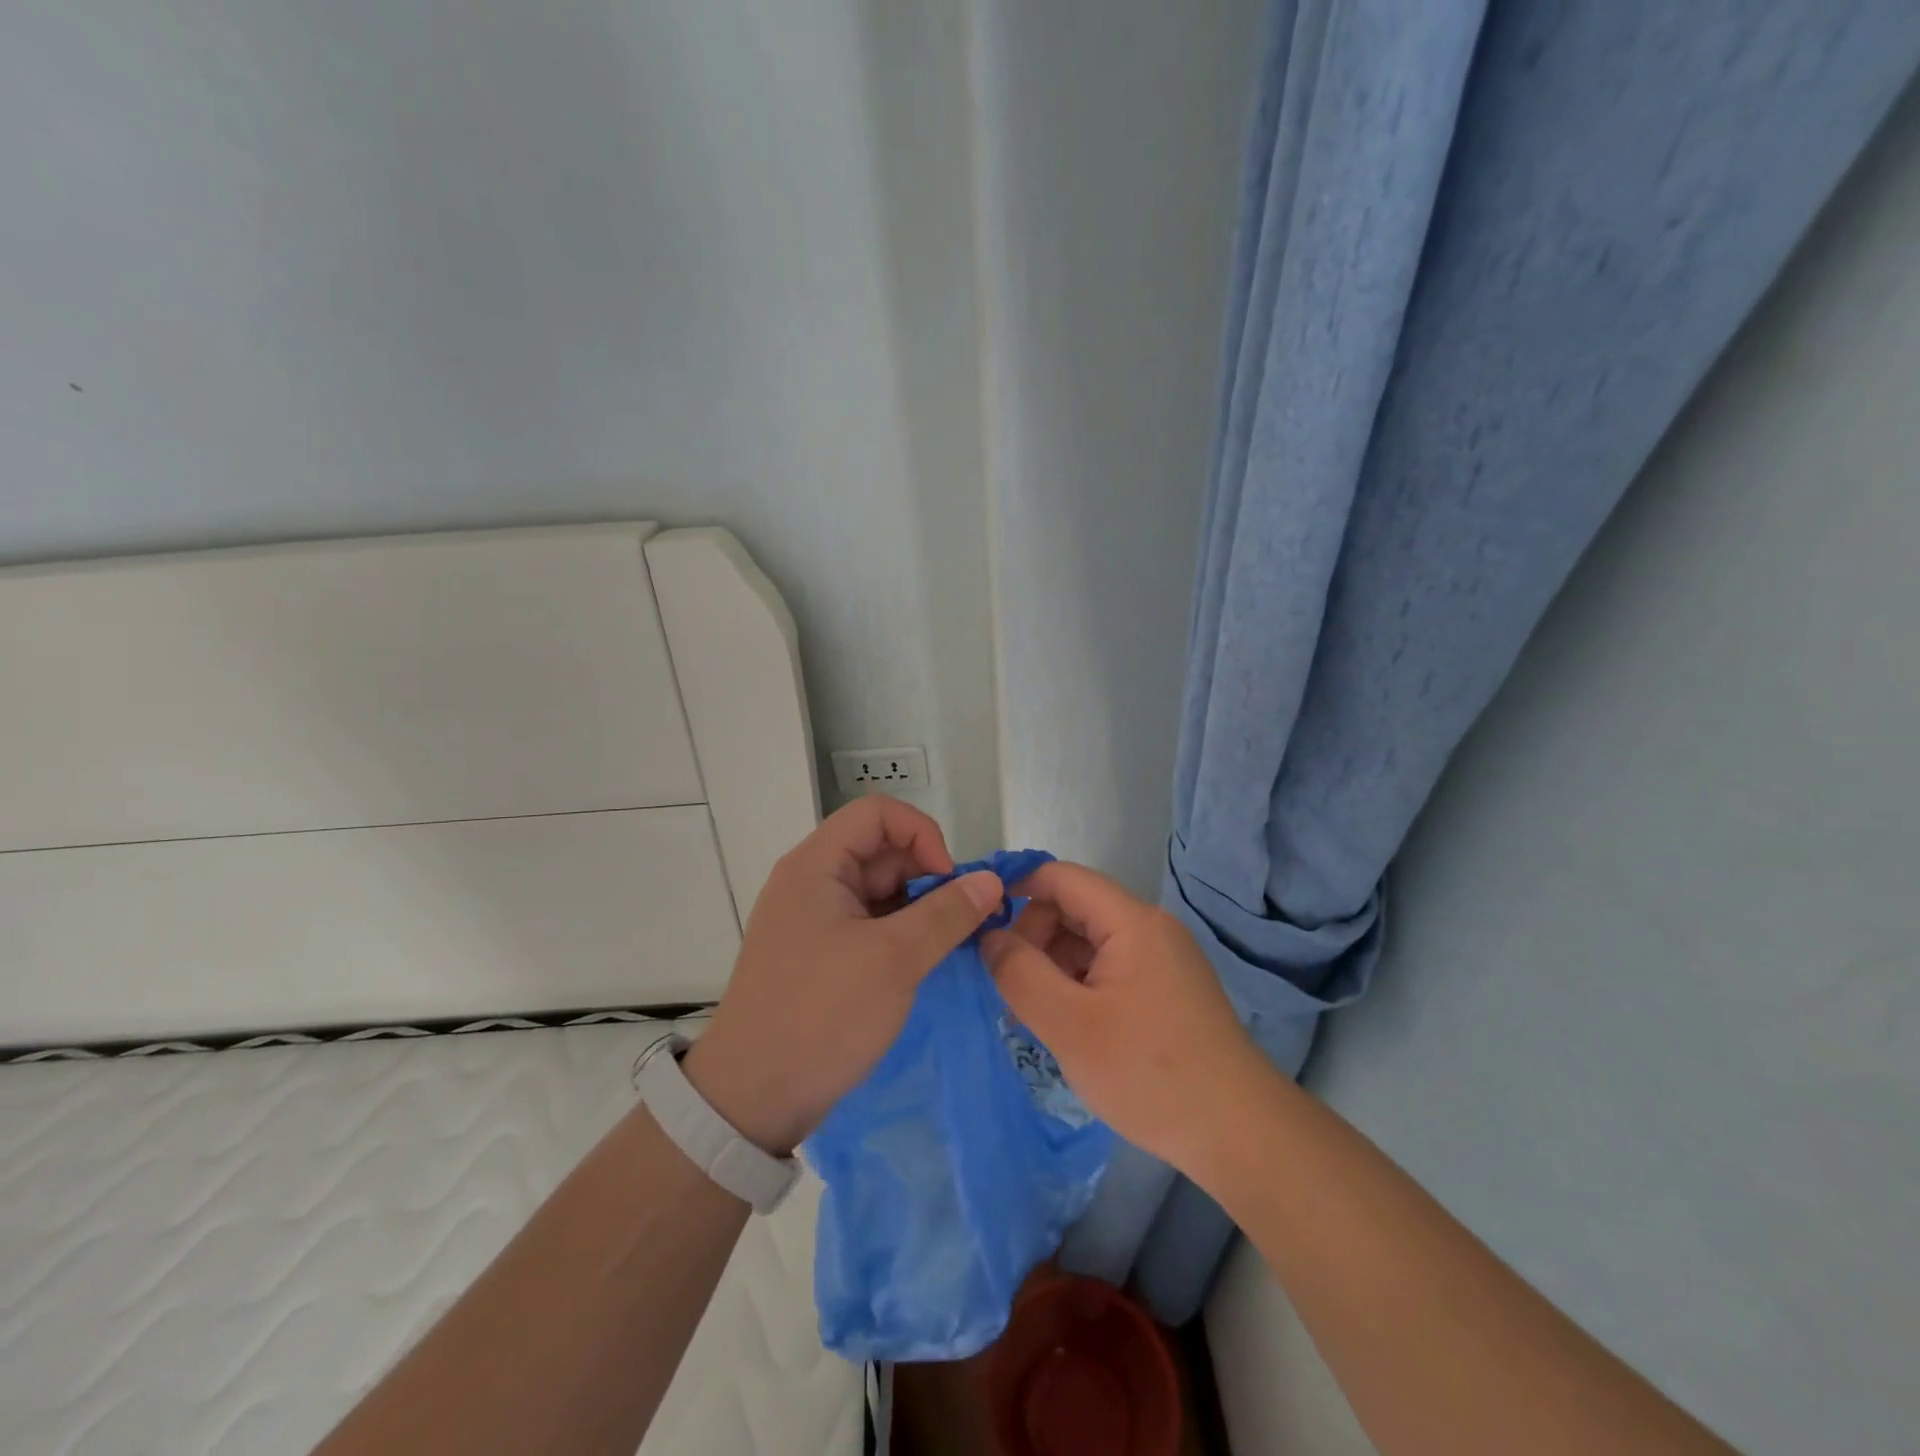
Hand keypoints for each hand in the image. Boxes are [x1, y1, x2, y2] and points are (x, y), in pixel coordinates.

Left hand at [682, 796, 1001, 1154]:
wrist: (750, 1100)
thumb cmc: (821, 1016)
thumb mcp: (894, 961)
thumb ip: (947, 913)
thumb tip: (991, 879)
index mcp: (816, 865)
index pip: (878, 813)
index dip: (922, 835)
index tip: (951, 882)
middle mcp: (812, 881)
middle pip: (881, 850)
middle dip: (928, 876)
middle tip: (962, 922)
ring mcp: (814, 918)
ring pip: (880, 890)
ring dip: (919, 908)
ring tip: (948, 946)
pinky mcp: (820, 952)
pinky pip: (870, 923)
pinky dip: (901, 934)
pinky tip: (924, 962)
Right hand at [981, 861, 1273, 1174]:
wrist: (1239, 1134)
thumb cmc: (1149, 1072)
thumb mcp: (1069, 1025)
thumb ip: (1019, 974)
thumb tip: (989, 938)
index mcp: (1131, 921)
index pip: (1061, 878)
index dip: (1016, 891)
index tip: (979, 926)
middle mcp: (1150, 928)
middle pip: (1074, 909)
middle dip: (1033, 938)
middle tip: (1011, 990)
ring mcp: (1162, 960)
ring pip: (1089, 942)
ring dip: (1053, 967)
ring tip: (1036, 1016)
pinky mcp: (1166, 990)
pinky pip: (1109, 968)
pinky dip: (1079, 986)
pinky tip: (1068, 1027)